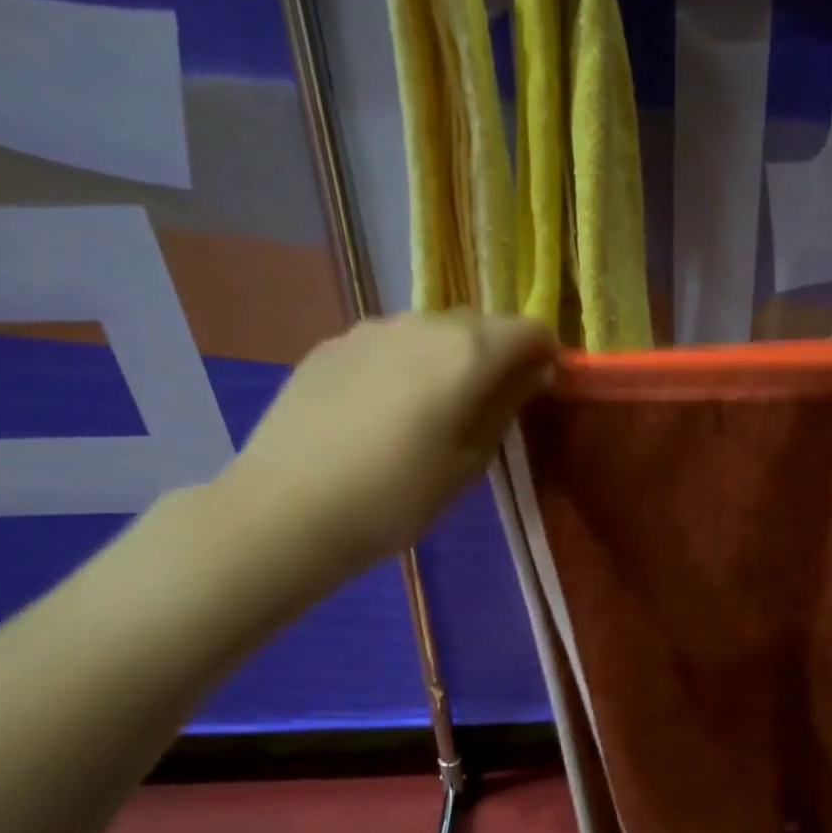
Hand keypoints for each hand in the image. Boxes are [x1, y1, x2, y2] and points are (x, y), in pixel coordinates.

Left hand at [214, 310, 556, 595]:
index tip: (540, 388)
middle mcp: (422, 324)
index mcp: (467, 352)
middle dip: (496, 355)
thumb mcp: (469, 462)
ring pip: (430, 332)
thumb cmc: (397, 497)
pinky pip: (388, 345)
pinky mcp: (331, 344)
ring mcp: (370, 329)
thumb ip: (507, 406)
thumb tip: (536, 371)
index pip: (528, 330)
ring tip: (432, 410)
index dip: (543, 355)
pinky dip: (404, 365)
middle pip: (479, 325)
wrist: (287, 509)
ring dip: (448, 358)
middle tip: (488, 406)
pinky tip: (383, 410)